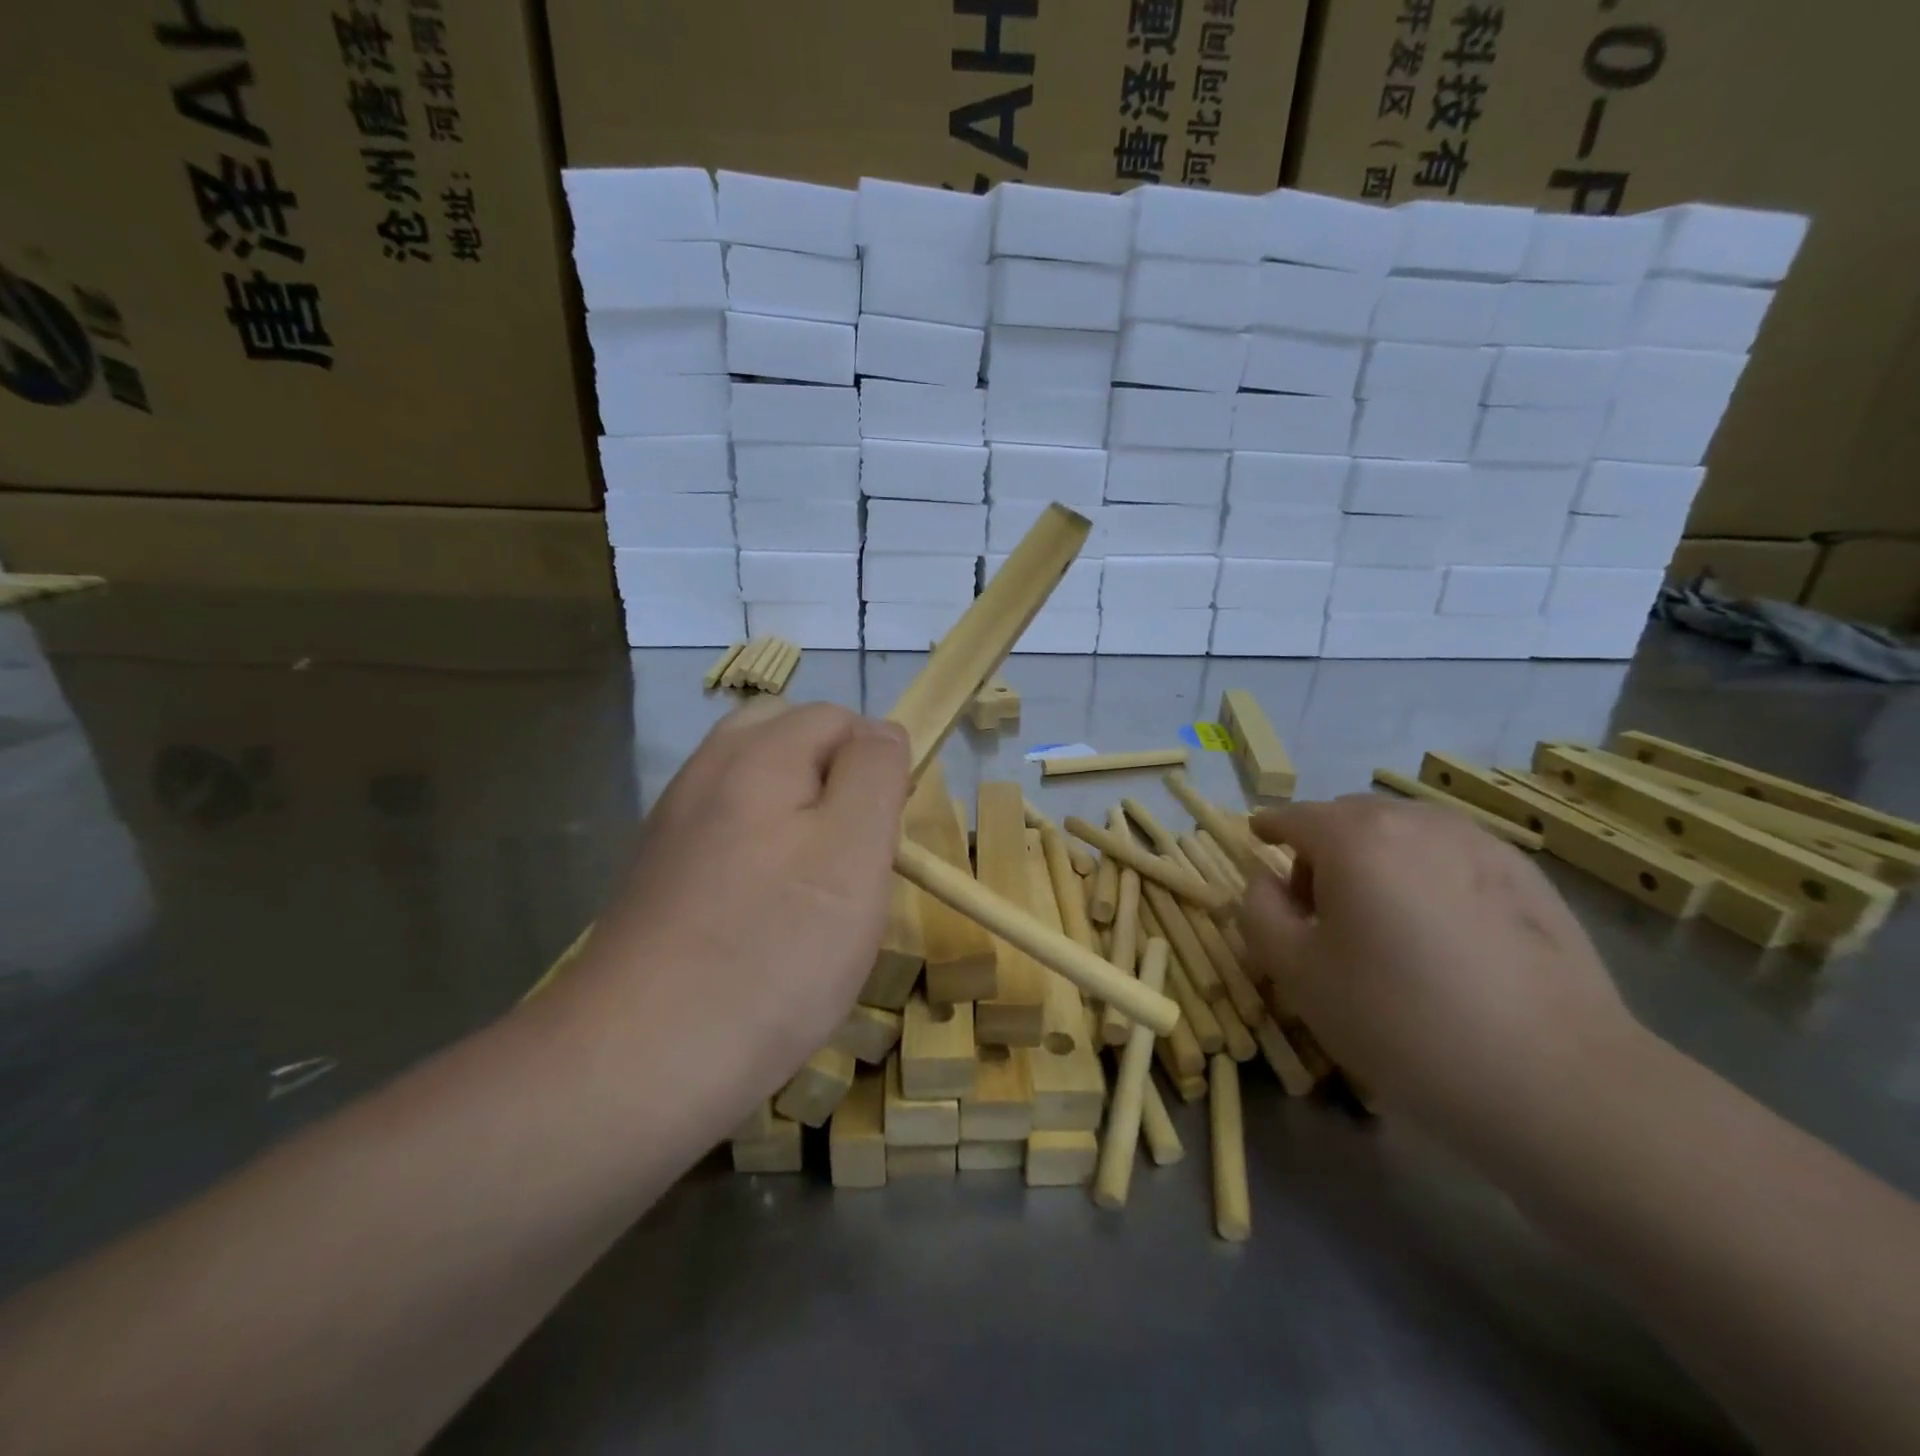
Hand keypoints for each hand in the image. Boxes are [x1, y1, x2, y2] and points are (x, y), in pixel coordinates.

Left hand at [560, 700, 910, 1128]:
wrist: (642, 1059)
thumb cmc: (773, 950)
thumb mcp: (853, 851)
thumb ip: (874, 774)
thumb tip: (882, 731)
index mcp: (757, 755)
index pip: (839, 719)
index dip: (876, 765)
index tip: (885, 835)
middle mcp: (707, 773)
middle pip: (787, 738)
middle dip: (834, 777)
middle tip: (855, 848)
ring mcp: (676, 824)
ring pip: (757, 785)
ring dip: (799, 812)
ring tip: (819, 880)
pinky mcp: (662, 873)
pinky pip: (727, 829)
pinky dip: (762, 847)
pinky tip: (768, 906)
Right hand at [1239, 796, 1641, 1138]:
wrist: (1555, 1080)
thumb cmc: (1401, 1020)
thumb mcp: (1297, 973)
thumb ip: (1260, 911)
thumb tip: (1267, 880)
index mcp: (1355, 838)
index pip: (1294, 817)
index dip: (1269, 828)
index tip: (1258, 842)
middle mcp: (1416, 822)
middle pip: (1349, 818)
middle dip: (1322, 848)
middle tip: (1319, 908)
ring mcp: (1479, 843)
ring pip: (1404, 833)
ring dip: (1376, 858)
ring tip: (1382, 920)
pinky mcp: (1527, 875)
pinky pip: (1451, 855)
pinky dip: (1426, 873)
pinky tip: (1440, 932)